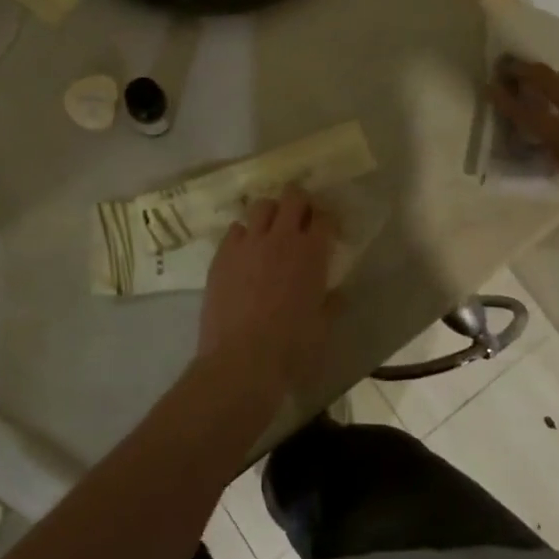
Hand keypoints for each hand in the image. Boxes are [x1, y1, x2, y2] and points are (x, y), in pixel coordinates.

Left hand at [194, 187, 337, 407]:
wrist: (240, 361)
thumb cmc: (291, 349)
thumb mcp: (322, 328)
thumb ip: (330, 303)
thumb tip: (337, 294)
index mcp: (312, 253)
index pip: (324, 217)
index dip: (327, 220)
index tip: (327, 231)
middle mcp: (281, 238)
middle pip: (292, 197)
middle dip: (299, 202)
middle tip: (300, 219)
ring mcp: (248, 243)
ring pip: (261, 205)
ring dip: (270, 213)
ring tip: (270, 231)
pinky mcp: (222, 254)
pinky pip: (235, 229)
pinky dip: (244, 234)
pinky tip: (245, 253)